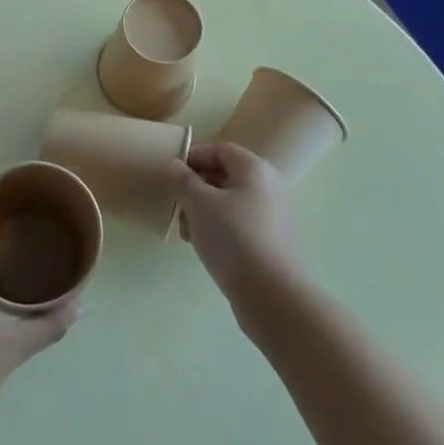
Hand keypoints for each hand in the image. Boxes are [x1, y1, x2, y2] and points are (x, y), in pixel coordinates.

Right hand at [168, 142, 304, 309]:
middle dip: (195, 188)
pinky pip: (239, 222)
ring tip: (185, 232)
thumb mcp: (198, 203)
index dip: (193, 156)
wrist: (271, 294)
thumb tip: (175, 165)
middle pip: (224, 175)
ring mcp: (272, 215)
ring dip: (202, 210)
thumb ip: (183, 179)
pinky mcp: (271, 240)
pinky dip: (218, 227)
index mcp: (255, 169)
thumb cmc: (232, 238)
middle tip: (175, 205)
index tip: (171, 173)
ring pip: (229, 201)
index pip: (220, 149)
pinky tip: (202, 246)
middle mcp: (268, 186)